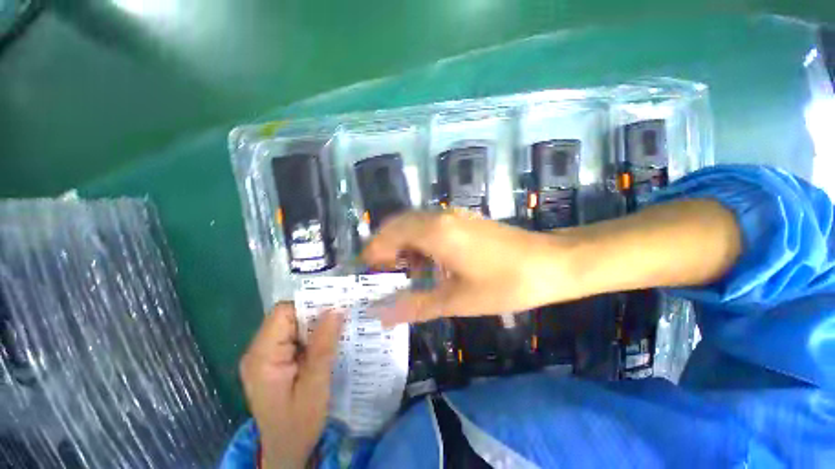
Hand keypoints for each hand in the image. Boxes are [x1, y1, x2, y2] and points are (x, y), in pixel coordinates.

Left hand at [239, 303, 341, 468]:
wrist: (286, 452)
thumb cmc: (299, 424)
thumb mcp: (315, 386)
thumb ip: (323, 347)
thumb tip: (336, 310)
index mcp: (262, 357)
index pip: (283, 313)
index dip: (309, 306)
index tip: (335, 308)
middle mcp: (259, 352)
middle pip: (288, 317)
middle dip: (316, 316)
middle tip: (342, 318)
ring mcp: (266, 357)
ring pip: (294, 326)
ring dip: (316, 326)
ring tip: (339, 330)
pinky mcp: (275, 362)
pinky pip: (295, 338)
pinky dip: (313, 337)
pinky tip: (328, 343)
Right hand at [362, 211, 573, 325]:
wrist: (551, 263)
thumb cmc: (504, 284)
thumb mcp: (457, 300)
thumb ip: (415, 305)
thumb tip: (380, 314)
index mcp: (434, 232)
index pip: (389, 234)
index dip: (373, 252)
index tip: (367, 272)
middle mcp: (440, 216)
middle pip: (399, 224)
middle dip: (385, 247)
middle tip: (383, 274)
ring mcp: (454, 215)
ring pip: (415, 223)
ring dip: (404, 244)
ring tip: (406, 272)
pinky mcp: (465, 219)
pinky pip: (432, 225)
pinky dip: (421, 241)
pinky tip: (430, 263)